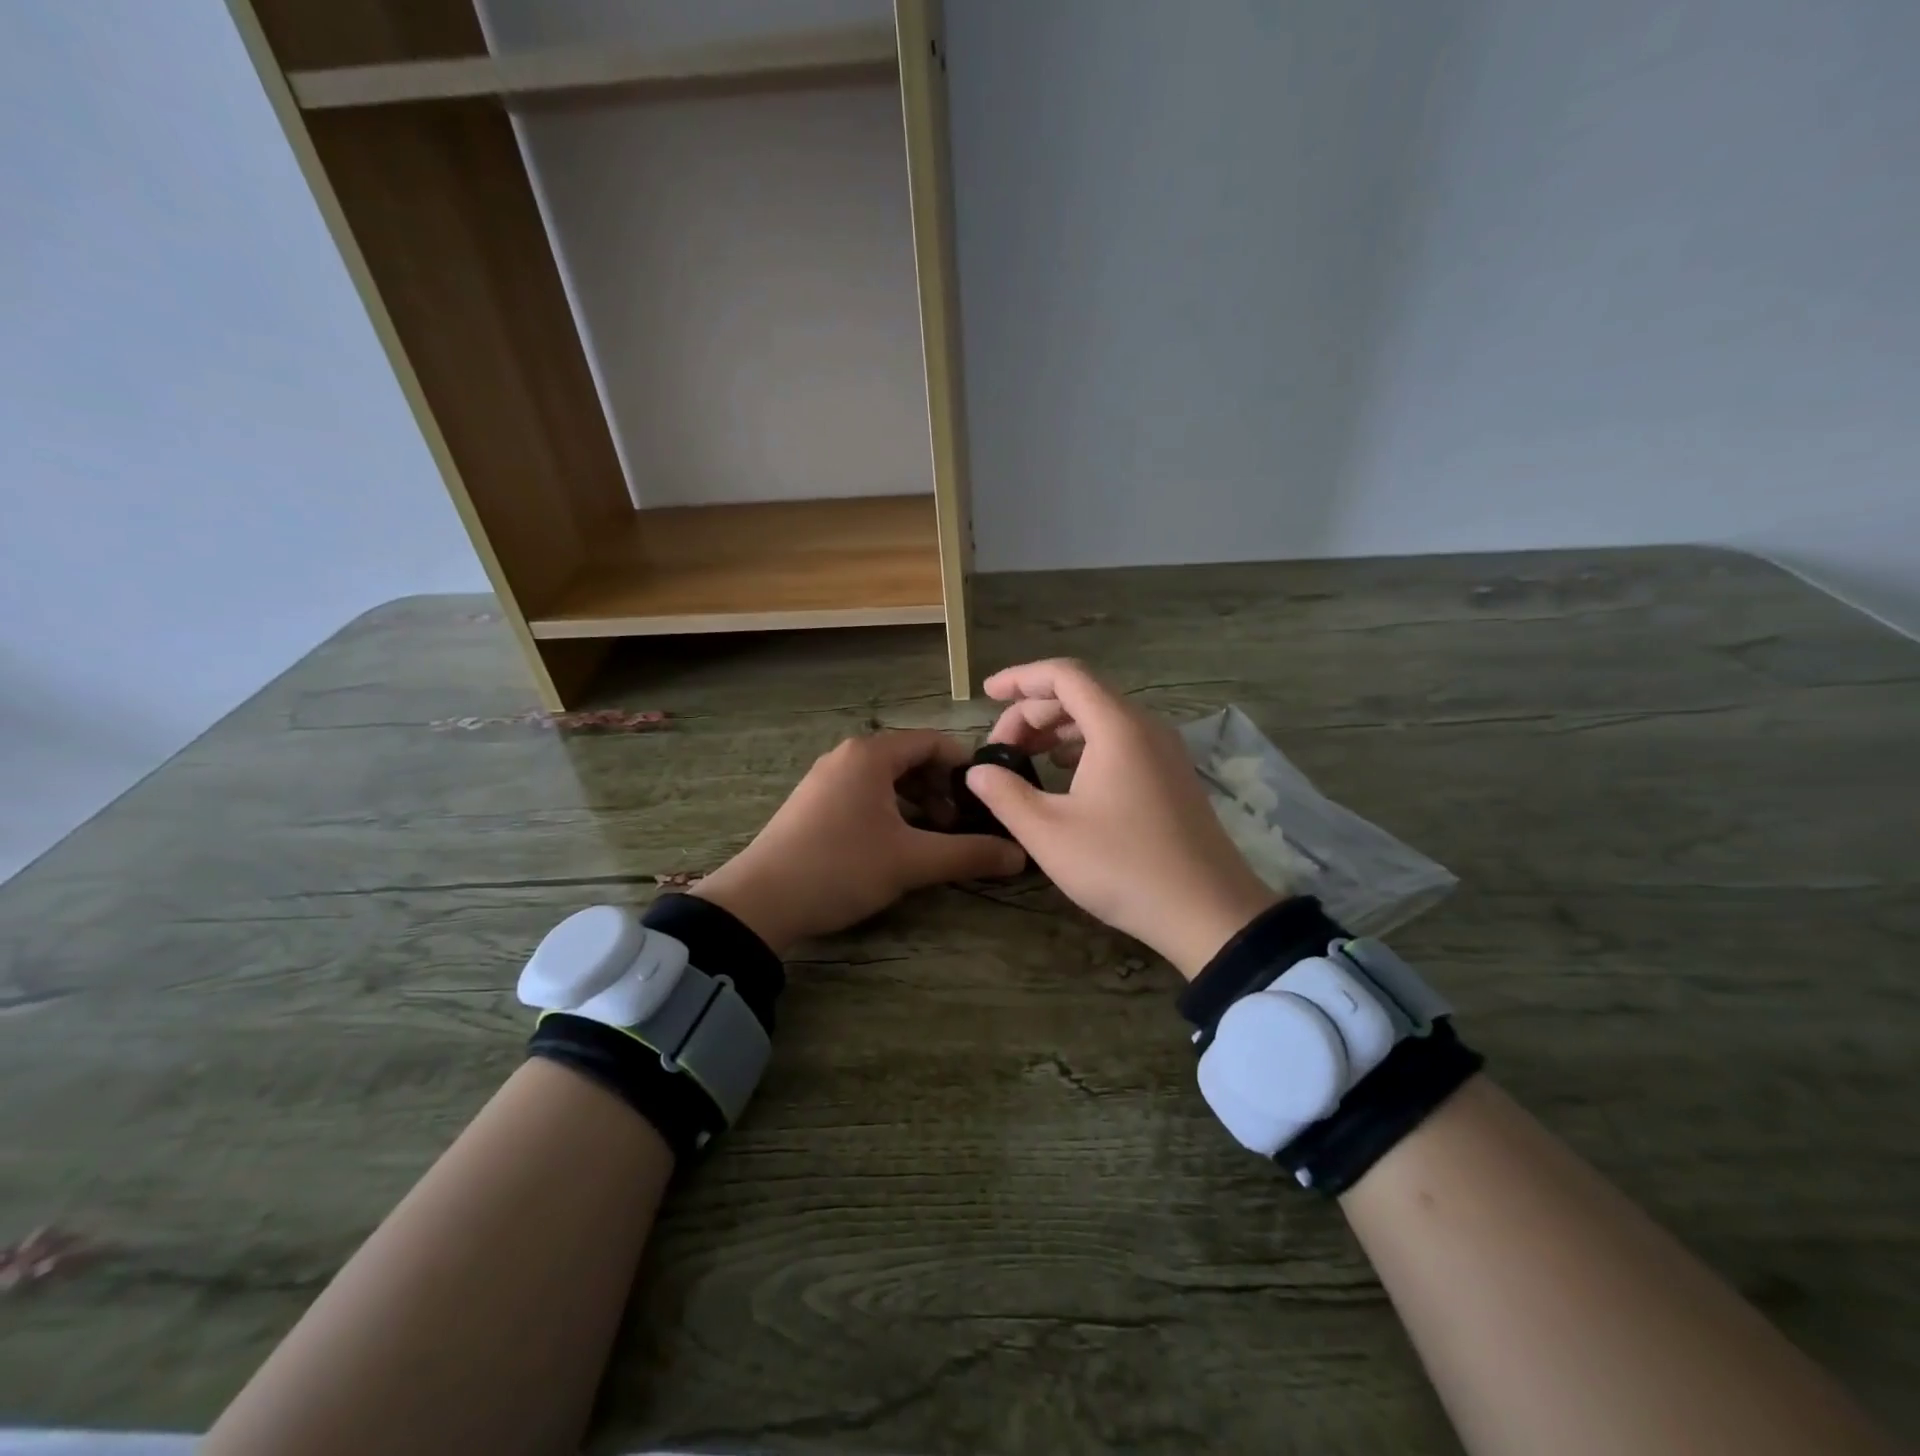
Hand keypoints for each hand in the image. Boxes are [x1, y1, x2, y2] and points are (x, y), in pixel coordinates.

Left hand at [693, 730, 1024, 953]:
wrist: (760, 902)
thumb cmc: (841, 867)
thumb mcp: (911, 862)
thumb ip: (969, 854)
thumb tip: (1020, 855)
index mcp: (871, 754)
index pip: (934, 742)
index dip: (966, 767)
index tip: (988, 798)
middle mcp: (848, 756)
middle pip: (911, 759)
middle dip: (942, 789)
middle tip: (959, 826)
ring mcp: (826, 779)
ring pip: (887, 780)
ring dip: (917, 803)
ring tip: (932, 839)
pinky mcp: (814, 803)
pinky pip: (865, 794)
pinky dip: (890, 811)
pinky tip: (896, 846)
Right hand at [965, 659, 1277, 978]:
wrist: (1208, 912)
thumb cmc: (1123, 867)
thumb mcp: (1049, 834)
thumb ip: (1005, 795)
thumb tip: (978, 771)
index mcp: (1117, 727)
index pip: (1064, 675)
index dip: (1020, 677)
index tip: (987, 692)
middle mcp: (1145, 727)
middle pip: (1082, 694)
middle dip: (1033, 711)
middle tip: (999, 746)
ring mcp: (1164, 751)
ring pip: (1102, 718)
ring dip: (1057, 730)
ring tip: (1024, 756)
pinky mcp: (1172, 775)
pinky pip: (1120, 741)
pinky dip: (1084, 745)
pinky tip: (1064, 772)